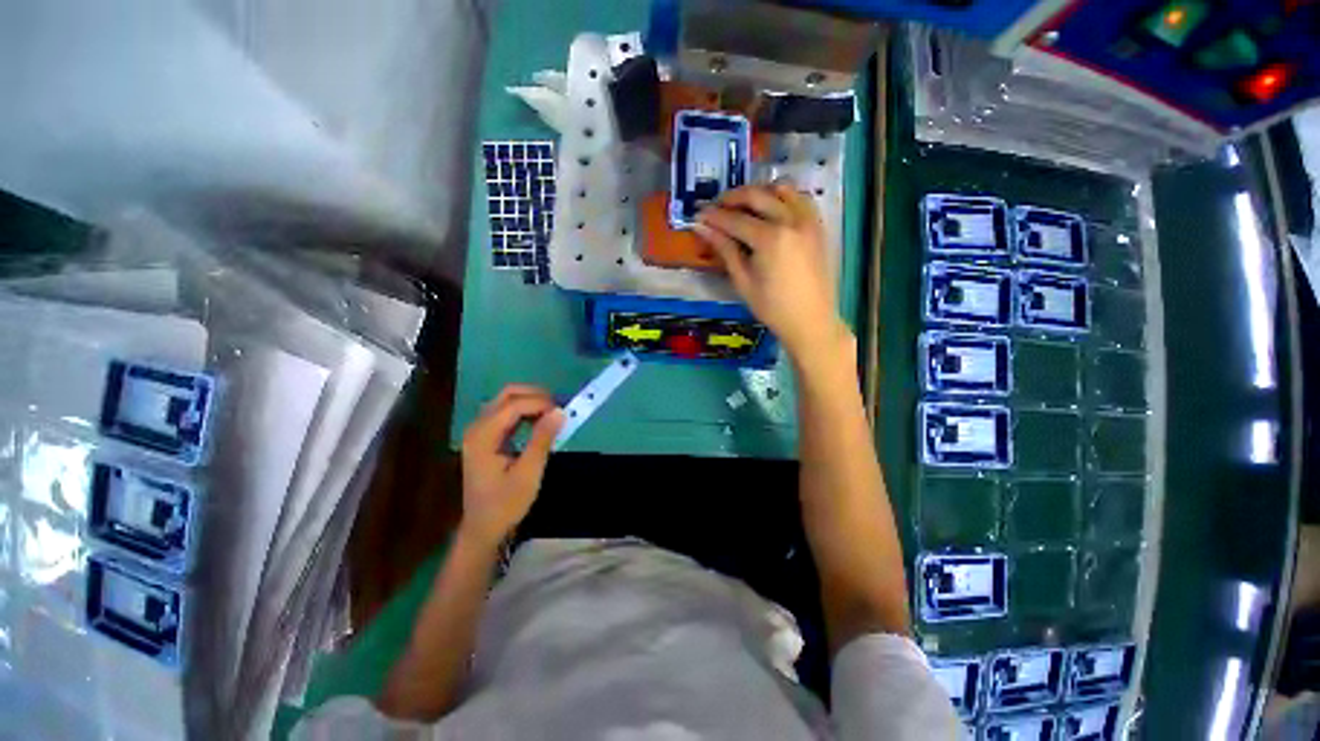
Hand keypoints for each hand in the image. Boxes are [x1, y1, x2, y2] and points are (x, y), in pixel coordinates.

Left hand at [459, 385, 564, 548]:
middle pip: (507, 395)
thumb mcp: (528, 473)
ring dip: (531, 401)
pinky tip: (539, 420)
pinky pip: (506, 413)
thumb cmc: (505, 504)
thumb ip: (542, 439)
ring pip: (506, 401)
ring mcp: (479, 431)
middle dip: (535, 395)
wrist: (483, 528)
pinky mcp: (485, 437)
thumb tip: (560, 411)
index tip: (563, 411)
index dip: (540, 403)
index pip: (513, 405)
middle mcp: (477, 428)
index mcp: (483, 436)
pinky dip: (525, 411)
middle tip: (558, 406)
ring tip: (553, 412)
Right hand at [694, 183, 850, 360]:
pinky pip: (800, 199)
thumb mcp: (743, 281)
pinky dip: (783, 197)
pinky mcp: (818, 226)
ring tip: (742, 206)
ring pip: (781, 189)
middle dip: (733, 198)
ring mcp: (808, 221)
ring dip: (758, 193)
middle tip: (716, 206)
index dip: (714, 216)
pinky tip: (771, 208)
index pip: (735, 219)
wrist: (811, 321)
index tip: (699, 214)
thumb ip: (725, 249)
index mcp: (770, 238)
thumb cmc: (772, 308)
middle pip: (757, 196)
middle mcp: (791, 221)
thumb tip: (702, 228)